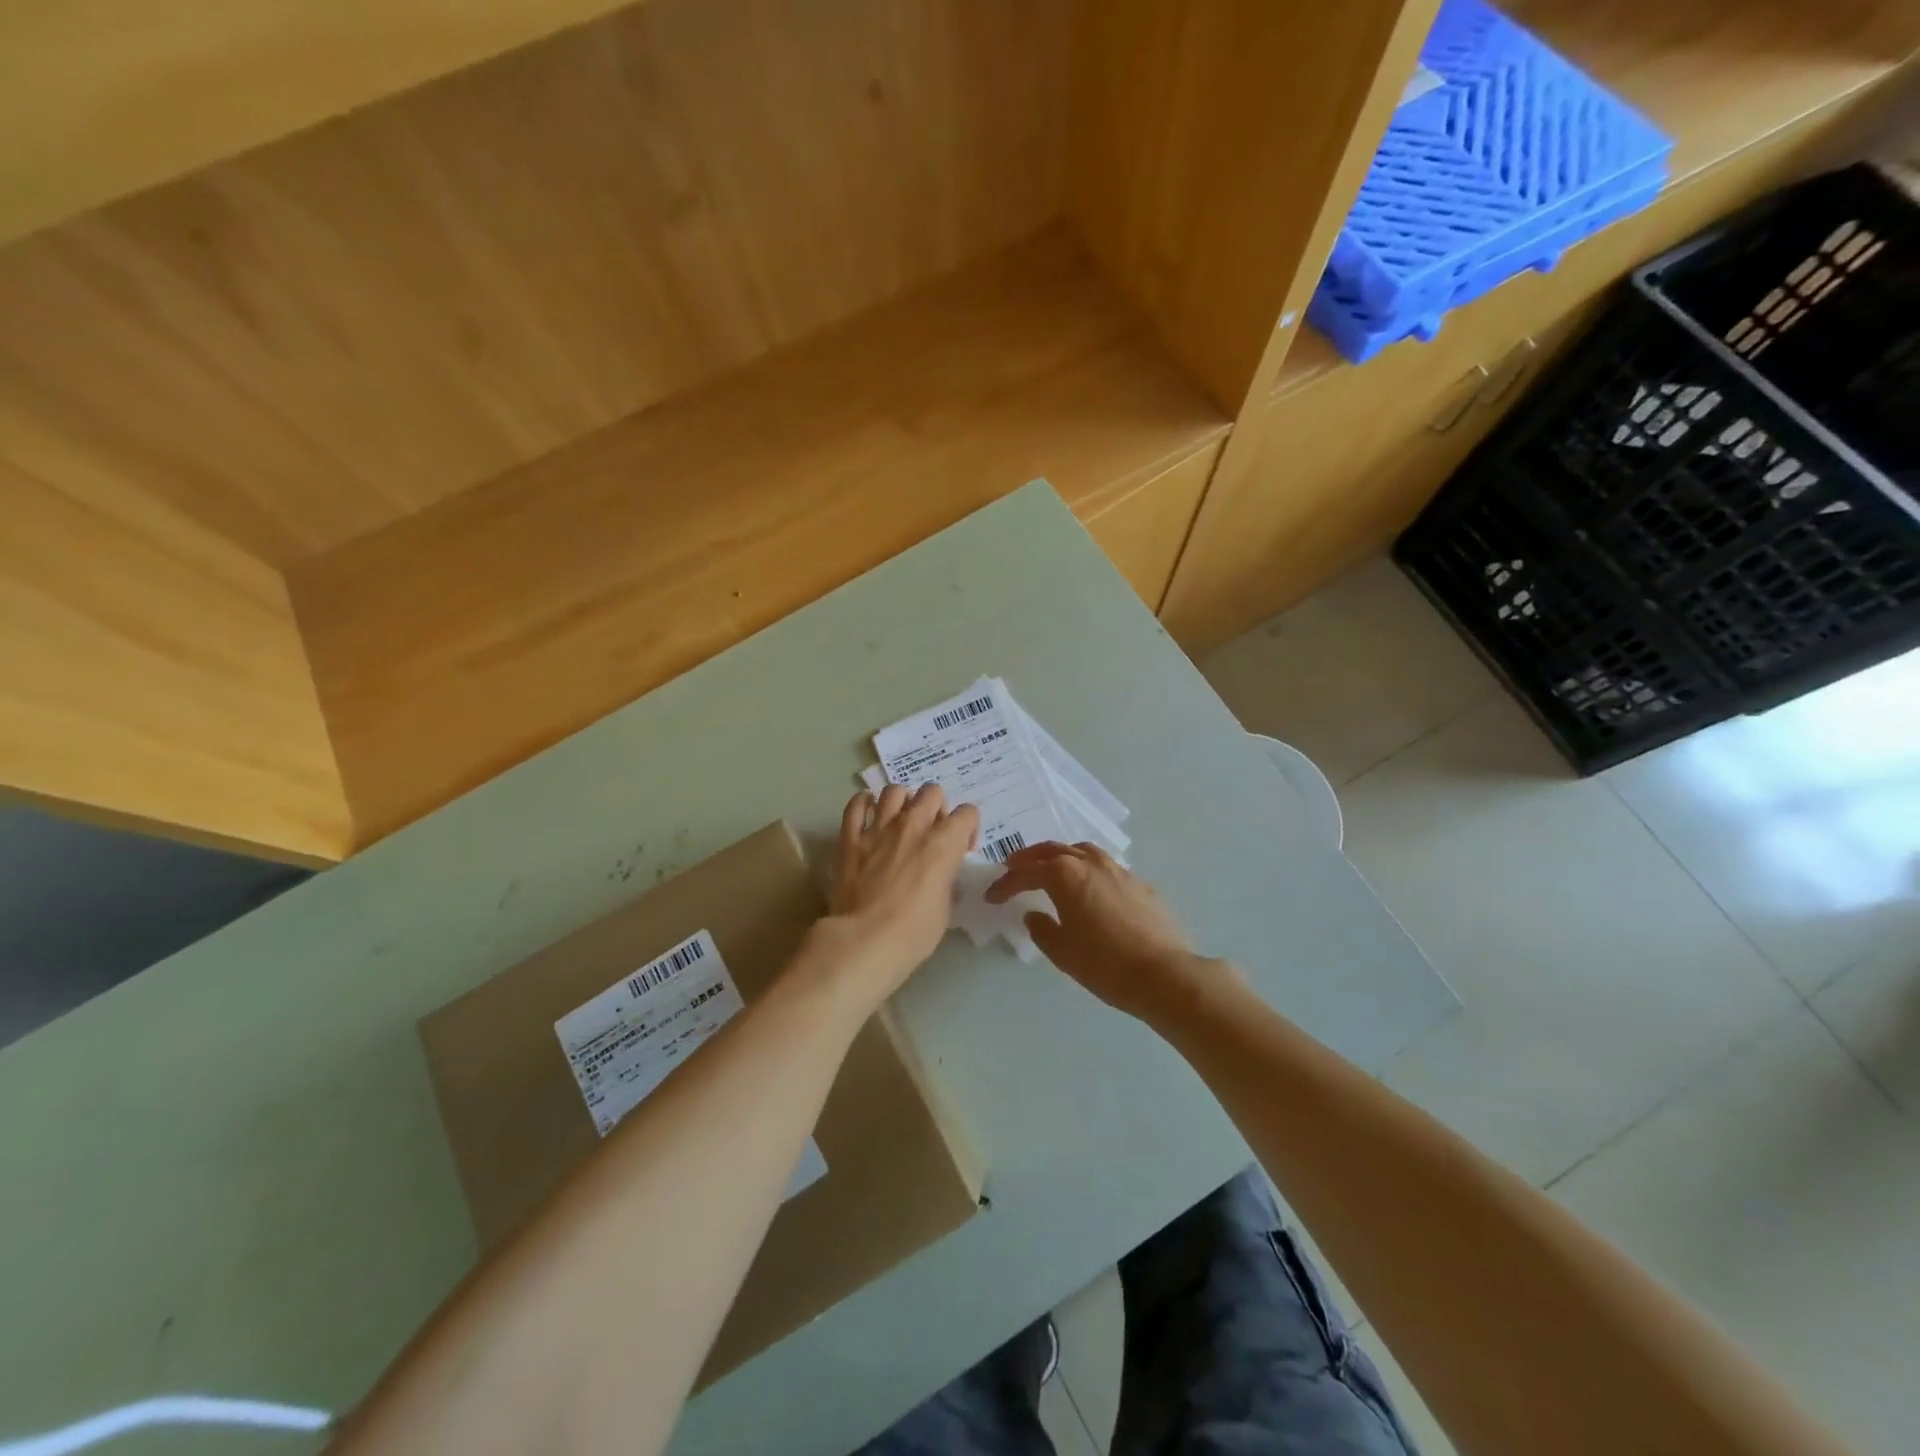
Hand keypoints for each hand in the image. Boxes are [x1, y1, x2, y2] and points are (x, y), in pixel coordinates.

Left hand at [824, 784, 978, 1000]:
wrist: (864, 940)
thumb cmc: (913, 932)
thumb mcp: (944, 909)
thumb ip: (945, 882)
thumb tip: (940, 877)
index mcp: (944, 843)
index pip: (967, 813)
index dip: (968, 829)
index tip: (961, 850)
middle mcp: (913, 826)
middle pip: (932, 792)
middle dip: (936, 807)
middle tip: (931, 832)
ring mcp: (879, 828)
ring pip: (894, 791)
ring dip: (902, 802)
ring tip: (899, 820)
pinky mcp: (850, 838)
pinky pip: (856, 805)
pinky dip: (864, 804)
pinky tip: (868, 814)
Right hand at [985, 843, 1234, 1022]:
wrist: (1163, 973)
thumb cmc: (1104, 964)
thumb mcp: (1062, 952)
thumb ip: (1042, 929)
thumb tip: (1034, 915)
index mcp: (1065, 875)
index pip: (1026, 873)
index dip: (1006, 884)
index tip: (992, 896)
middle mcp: (1090, 863)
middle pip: (1052, 850)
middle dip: (1029, 858)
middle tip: (1013, 867)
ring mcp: (1118, 870)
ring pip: (1081, 851)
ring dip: (1060, 856)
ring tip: (1050, 869)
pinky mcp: (1139, 883)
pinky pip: (1104, 866)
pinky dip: (1086, 868)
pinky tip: (1088, 887)